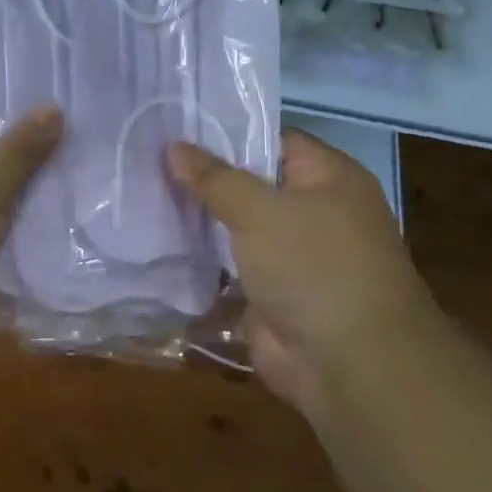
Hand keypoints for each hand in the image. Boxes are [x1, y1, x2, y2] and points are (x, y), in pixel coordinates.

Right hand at [169, 129, 430, 418]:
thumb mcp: (260, 210)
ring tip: (141, 191)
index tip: (175, 126)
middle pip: (249, 182)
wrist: (350, 366)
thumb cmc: (314, 267)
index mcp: (328, 178)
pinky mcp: (269, 292)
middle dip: (203, 176)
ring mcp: (290, 254)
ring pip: (235, 224)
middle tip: (146, 157)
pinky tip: (155, 239)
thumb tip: (173, 145)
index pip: (271, 139)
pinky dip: (199, 257)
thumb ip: (214, 178)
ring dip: (197, 217)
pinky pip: (228, 264)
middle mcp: (313, 210)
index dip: (225, 132)